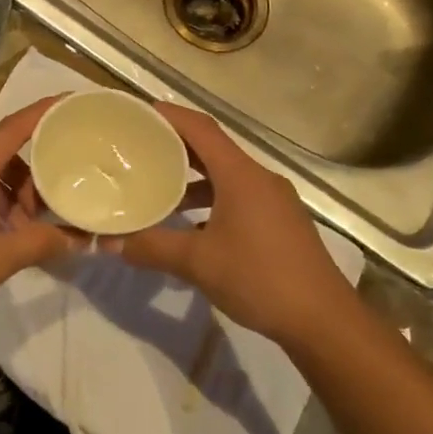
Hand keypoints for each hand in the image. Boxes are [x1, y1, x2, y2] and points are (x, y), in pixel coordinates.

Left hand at [0, 97, 77, 332]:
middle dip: (32, 172)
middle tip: (55, 197)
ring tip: (28, 226)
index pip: (14, 127)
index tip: (70, 102)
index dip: (44, 112)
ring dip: (11, 191)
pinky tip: (0, 233)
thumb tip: (80, 239)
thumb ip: (42, 243)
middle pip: (2, 153)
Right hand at [109, 104, 351, 346]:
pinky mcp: (281, 221)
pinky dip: (212, 199)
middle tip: (139, 150)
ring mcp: (275, 200)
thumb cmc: (259, 278)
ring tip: (159, 190)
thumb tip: (109, 243)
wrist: (324, 319)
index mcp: (240, 175)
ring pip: (226, 175)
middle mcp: (259, 178)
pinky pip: (239, 195)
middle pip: (213, 149)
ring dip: (194, 178)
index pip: (201, 128)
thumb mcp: (198, 263)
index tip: (138, 114)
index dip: (169, 116)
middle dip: (175, 147)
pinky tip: (192, 226)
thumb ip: (152, 247)